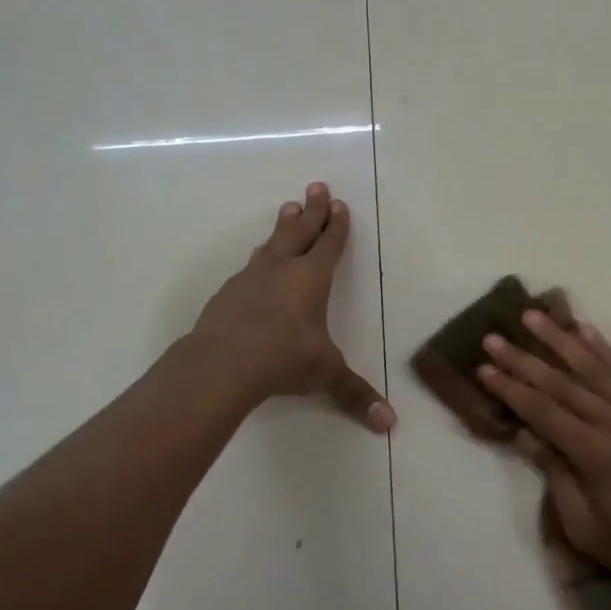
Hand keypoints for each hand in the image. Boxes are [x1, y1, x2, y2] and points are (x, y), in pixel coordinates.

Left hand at [191, 183, 394, 432]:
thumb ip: (355, 394)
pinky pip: (250, 266)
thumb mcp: (325, 374)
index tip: (339, 204)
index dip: (336, 225)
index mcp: (311, 279)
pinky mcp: (228, 293)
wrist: (221, 363)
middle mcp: (282, 269)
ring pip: (272, 243)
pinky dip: (260, 257)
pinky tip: (256, 263)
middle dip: (312, 209)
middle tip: (316, 185)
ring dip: (283, 225)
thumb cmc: (283, 358)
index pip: (329, 244)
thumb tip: (389, 425)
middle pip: (300, 230)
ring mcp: (251, 278)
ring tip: (288, 208)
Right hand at [478, 312, 610, 604]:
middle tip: (493, 337)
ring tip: (533, 316)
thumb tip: (527, 435)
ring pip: (593, 367)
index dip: (510, 389)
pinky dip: (604, 349)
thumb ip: (557, 479)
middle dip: (523, 359)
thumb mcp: (588, 530)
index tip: (483, 368)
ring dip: (560, 339)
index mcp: (595, 454)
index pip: (542, 412)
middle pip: (561, 383)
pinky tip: (585, 330)